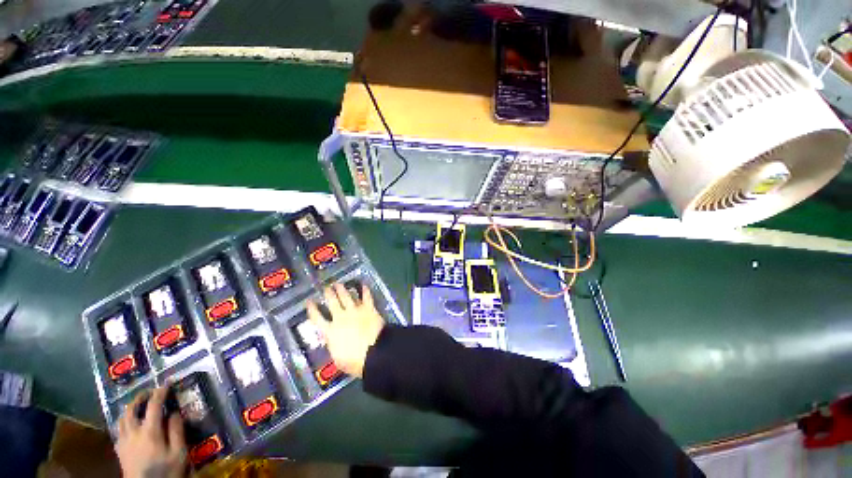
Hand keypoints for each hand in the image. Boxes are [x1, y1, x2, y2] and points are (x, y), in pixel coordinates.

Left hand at [115, 386, 186, 477]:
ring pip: (121, 419)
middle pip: (131, 410)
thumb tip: (174, 412)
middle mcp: (133, 433)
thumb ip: (177, 431)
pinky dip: (124, 422)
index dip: (160, 392)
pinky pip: (119, 430)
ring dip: (130, 409)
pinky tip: (130, 426)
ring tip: (139, 406)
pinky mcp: (120, 451)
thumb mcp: (179, 453)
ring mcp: (123, 442)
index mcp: (149, 432)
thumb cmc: (166, 471)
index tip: (167, 383)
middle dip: (140, 398)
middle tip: (149, 392)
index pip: (153, 405)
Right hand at [307, 283, 384, 377]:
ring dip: (342, 289)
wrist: (374, 352)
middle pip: (332, 302)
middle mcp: (341, 317)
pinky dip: (365, 290)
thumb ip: (333, 346)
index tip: (309, 301)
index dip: (312, 309)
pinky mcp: (369, 308)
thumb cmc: (354, 361)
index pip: (317, 318)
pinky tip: (363, 284)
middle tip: (326, 287)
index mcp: (330, 331)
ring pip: (346, 296)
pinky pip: (366, 297)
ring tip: (339, 284)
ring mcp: (355, 311)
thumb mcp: (337, 358)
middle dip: (328, 293)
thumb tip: (331, 340)